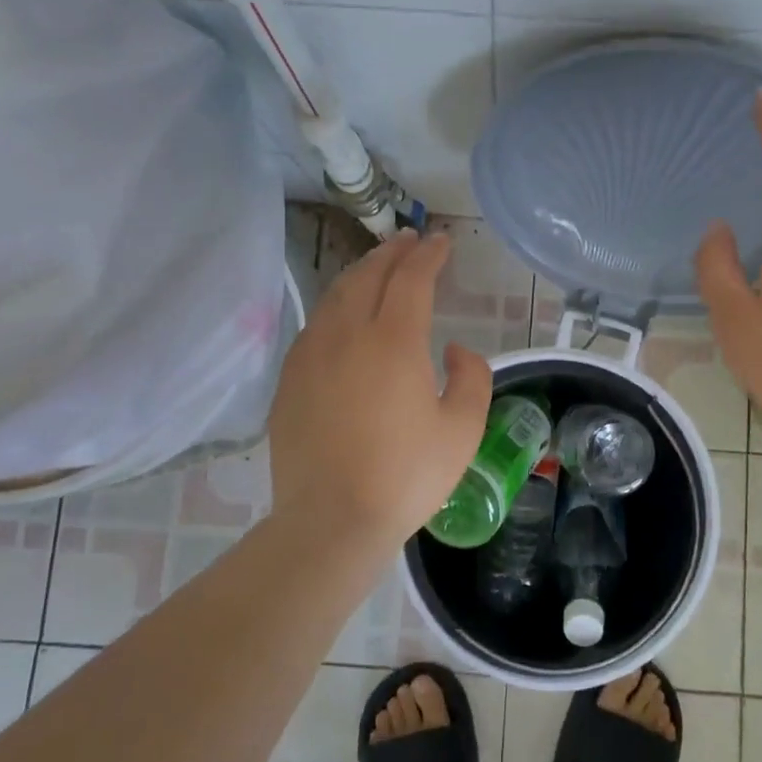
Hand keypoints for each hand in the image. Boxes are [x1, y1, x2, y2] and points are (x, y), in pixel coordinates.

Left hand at [267, 229, 492, 550]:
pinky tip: (342, 316)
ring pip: (335, 295)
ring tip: (377, 266)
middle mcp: (347, 334)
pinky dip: (336, 305)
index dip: (428, 254)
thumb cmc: (406, 476)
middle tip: (409, 241)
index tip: (441, 242)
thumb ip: (471, 377)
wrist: (331, 521)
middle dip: (392, 252)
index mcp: (394, 340)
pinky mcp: (290, 380)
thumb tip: (452, 349)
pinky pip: (315, 325)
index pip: (411, 278)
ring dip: (361, 273)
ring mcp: (311, 355)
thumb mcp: (462, 430)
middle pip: (369, 275)